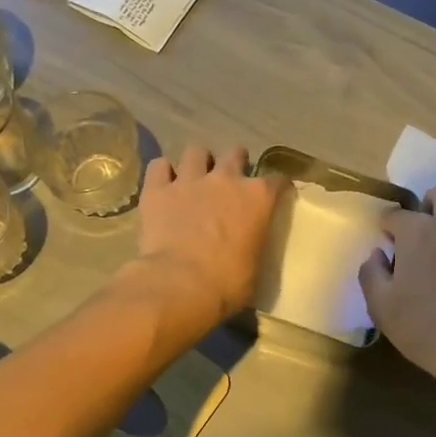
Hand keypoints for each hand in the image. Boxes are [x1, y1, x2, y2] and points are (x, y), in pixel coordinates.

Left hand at [128, 145, 286, 329]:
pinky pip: (159, 166)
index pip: (277, 181)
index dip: (278, 187)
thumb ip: (253, 244)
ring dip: (199, 162)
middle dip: (236, 162)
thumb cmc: (227, 284)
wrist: (179, 285)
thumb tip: (247, 248)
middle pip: (235, 153)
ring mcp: (189, 180)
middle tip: (231, 180)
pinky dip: (163, 173)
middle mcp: (226, 179)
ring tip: (196, 177)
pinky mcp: (157, 189)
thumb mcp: (255, 266)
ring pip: (196, 151)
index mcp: (257, 198)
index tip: (277, 195)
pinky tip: (164, 184)